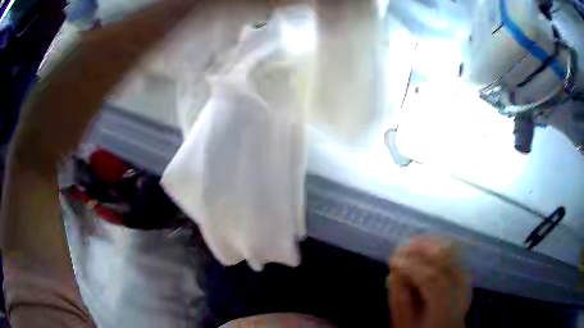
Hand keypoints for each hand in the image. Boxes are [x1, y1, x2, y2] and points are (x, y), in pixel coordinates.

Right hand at [387, 237, 470, 327]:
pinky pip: (456, 251)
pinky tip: (427, 245)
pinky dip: (440, 243)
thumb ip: (399, 301)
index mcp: (445, 309)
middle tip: (401, 246)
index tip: (392, 260)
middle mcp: (461, 290)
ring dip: (432, 242)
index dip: (411, 266)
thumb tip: (392, 275)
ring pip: (453, 250)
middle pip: (447, 259)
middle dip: (422, 248)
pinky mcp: (466, 273)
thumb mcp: (406, 323)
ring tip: (412, 242)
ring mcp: (466, 280)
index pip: (432, 279)